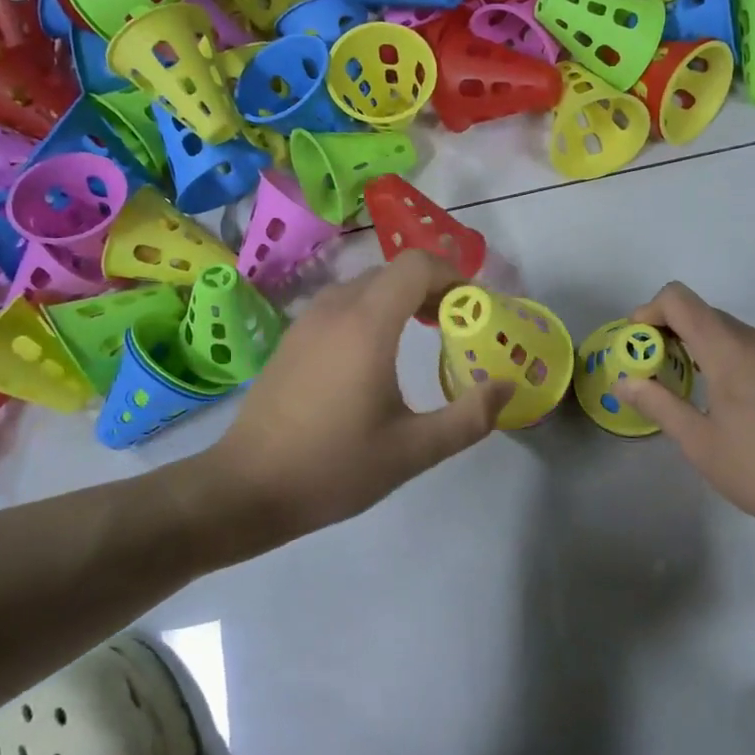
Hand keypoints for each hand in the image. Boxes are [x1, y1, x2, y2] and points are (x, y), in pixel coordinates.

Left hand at [202, 251, 512, 539]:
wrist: (245, 489)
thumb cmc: (334, 467)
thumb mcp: (414, 450)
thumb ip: (470, 417)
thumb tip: (508, 386)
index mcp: (366, 325)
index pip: (416, 266)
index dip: (453, 277)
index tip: (475, 310)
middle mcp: (335, 309)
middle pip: (393, 272)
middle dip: (433, 288)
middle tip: (458, 325)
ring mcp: (307, 322)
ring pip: (366, 286)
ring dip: (401, 298)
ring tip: (425, 335)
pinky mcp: (292, 340)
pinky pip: (343, 305)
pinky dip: (373, 311)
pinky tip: (380, 354)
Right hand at [616, 282, 754, 543]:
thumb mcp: (699, 442)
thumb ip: (659, 403)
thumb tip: (624, 381)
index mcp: (730, 350)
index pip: (680, 300)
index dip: (649, 312)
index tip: (636, 346)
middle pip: (702, 313)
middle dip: (668, 332)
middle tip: (650, 372)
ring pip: (727, 331)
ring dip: (696, 346)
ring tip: (682, 387)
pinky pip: (749, 348)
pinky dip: (723, 357)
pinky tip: (722, 400)